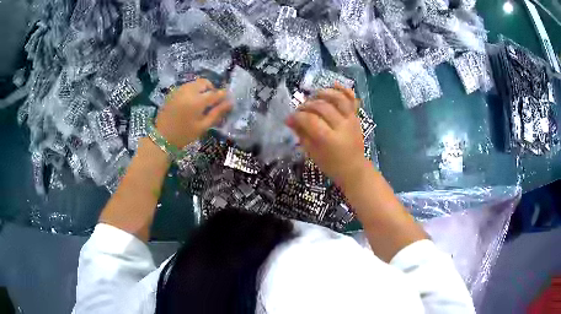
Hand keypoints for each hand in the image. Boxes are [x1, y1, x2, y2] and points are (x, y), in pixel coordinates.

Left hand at [155, 79, 231, 147]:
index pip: (215, 93)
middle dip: (211, 89)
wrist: (162, 137)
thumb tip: (230, 103)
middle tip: (212, 101)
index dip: (223, 95)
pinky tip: (191, 102)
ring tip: (201, 102)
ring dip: (201, 89)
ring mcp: (179, 90)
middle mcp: (188, 91)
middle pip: (205, 83)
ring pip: (195, 83)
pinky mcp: (173, 92)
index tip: (227, 100)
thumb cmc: (184, 135)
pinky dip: (192, 90)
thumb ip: (216, 113)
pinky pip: (187, 86)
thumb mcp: (202, 126)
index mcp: (197, 101)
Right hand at [286, 84, 367, 186]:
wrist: (354, 169)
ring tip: (313, 96)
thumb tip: (290, 120)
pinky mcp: (356, 116)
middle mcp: (342, 126)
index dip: (297, 117)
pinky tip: (332, 85)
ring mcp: (351, 119)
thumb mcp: (312, 153)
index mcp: (329, 139)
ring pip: (337, 98)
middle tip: (299, 110)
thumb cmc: (331, 165)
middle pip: (322, 107)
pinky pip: (351, 99)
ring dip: (323, 93)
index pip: (310, 120)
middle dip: (307, 105)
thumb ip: (302, 134)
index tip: (289, 118)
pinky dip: (343, 89)